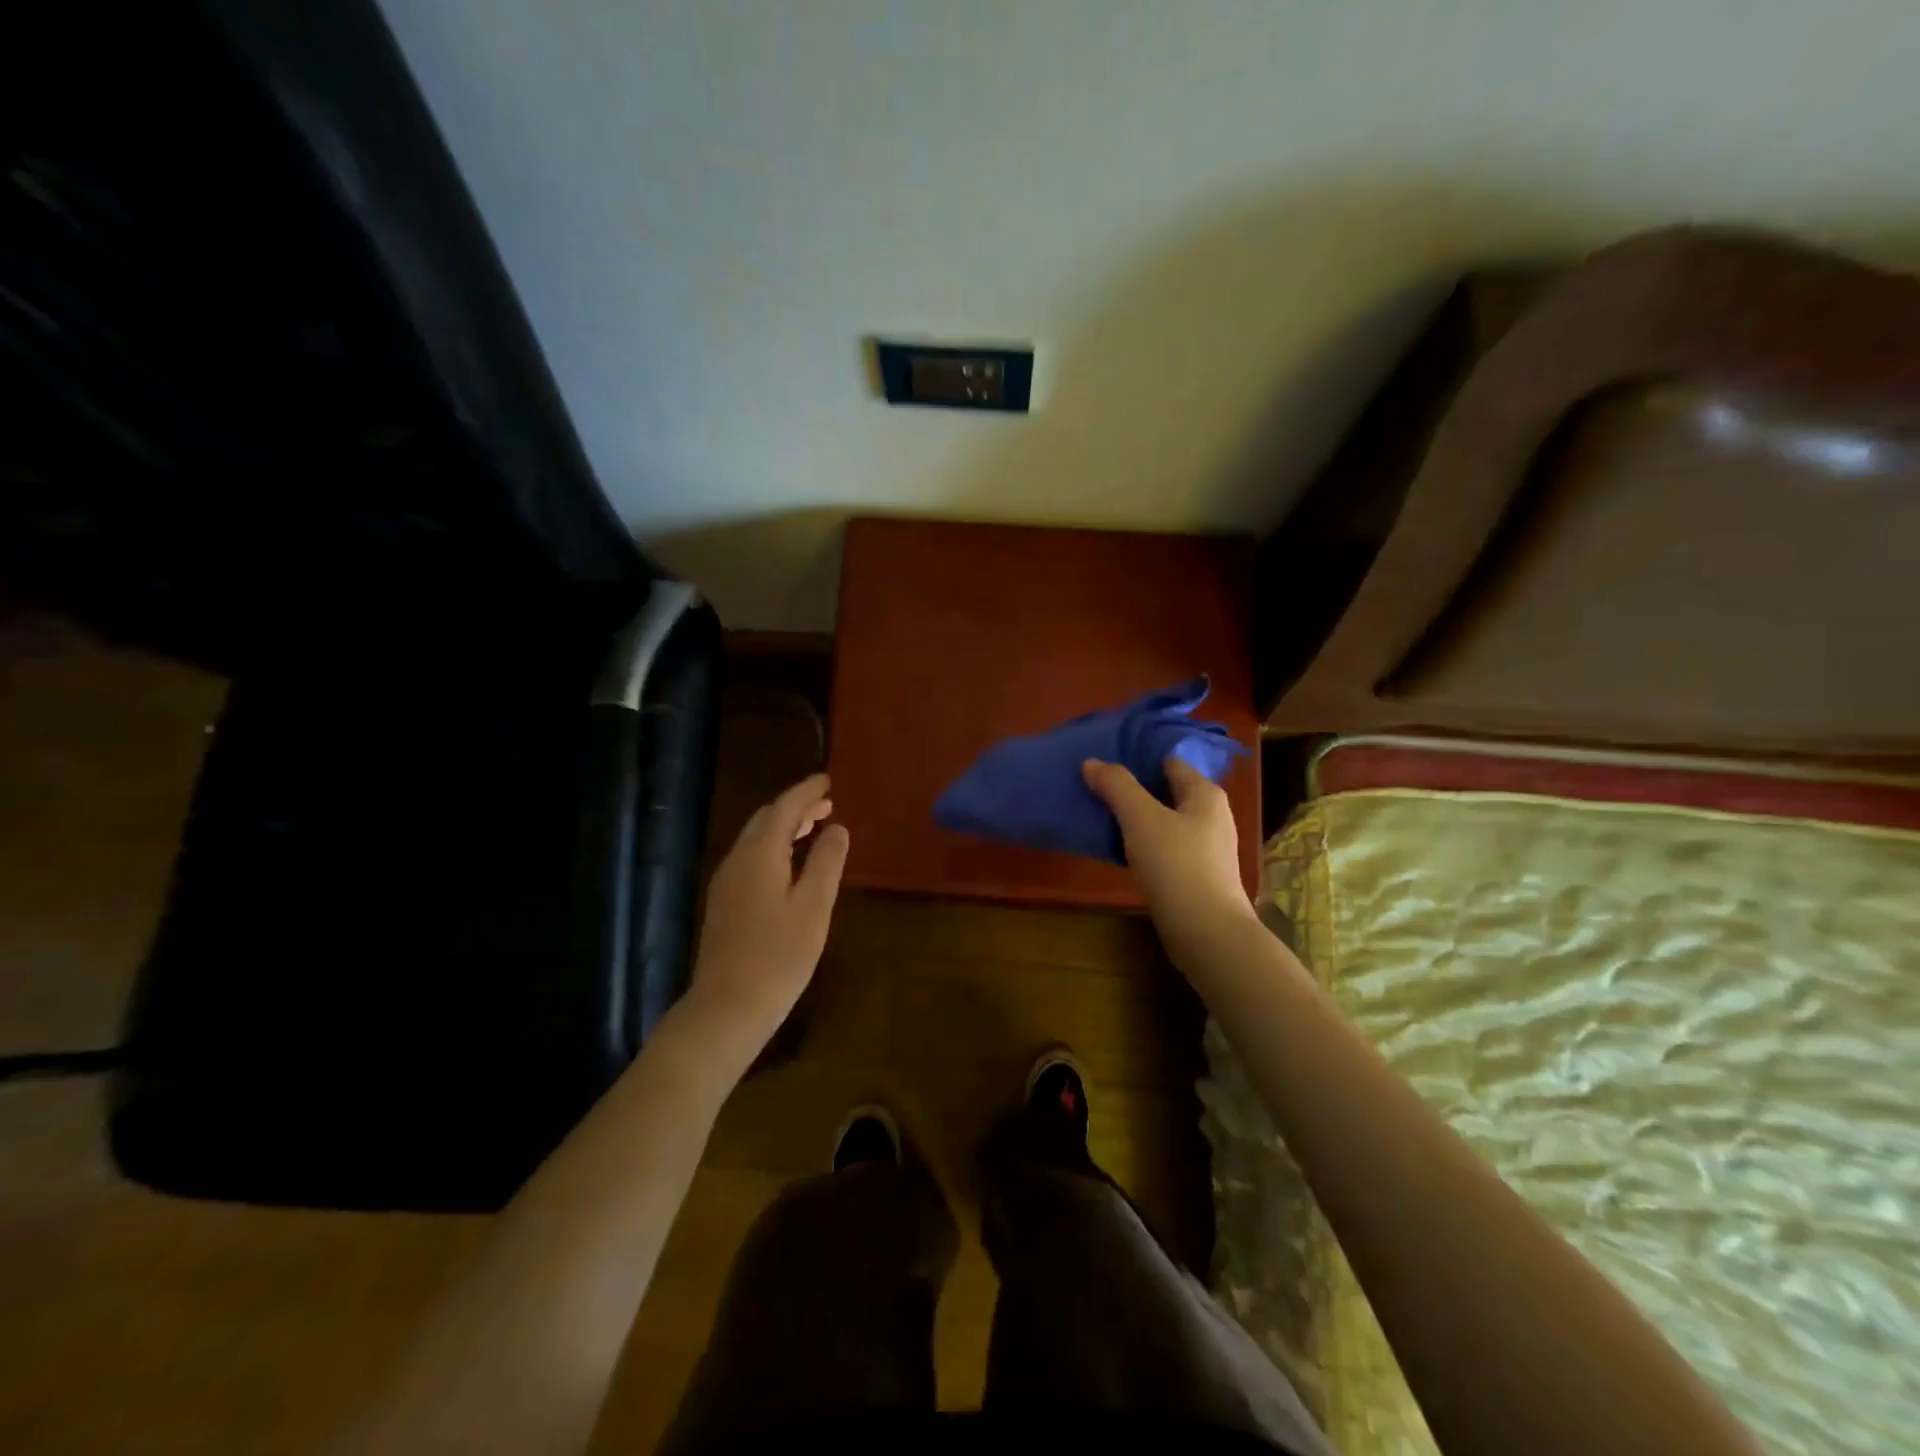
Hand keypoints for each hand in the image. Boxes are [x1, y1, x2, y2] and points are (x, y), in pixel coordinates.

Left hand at [681, 773, 848, 1075]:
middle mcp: (738, 859)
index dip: (807, 791)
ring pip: (756, 838)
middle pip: (766, 819)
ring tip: (814, 827)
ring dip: (784, 827)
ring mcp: (726, 882)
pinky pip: (751, 858)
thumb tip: (837, 828)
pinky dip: (774, 847)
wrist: (727, 1007)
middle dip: (796, 806)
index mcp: (760, 854)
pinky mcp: (725, 903)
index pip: (785, 808)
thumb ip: (826, 862)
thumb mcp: (814, 907)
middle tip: (827, 804)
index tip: (829, 780)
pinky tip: (790, 864)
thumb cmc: (779, 956)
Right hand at [1082, 757, 1258, 971]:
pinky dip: (1142, 845)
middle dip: (1132, 789)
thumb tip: (1092, 762)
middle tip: (1095, 788)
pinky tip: (1118, 851)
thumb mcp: (1141, 818)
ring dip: (1135, 819)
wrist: (1206, 931)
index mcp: (1205, 793)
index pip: (1168, 761)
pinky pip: (1164, 848)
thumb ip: (1117, 786)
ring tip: (1100, 817)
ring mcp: (1206, 848)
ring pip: (1163, 821)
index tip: (1104, 761)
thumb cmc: (1176, 864)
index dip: (1137, 758)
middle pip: (1165, 791)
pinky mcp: (1196, 875)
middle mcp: (1211, 815)